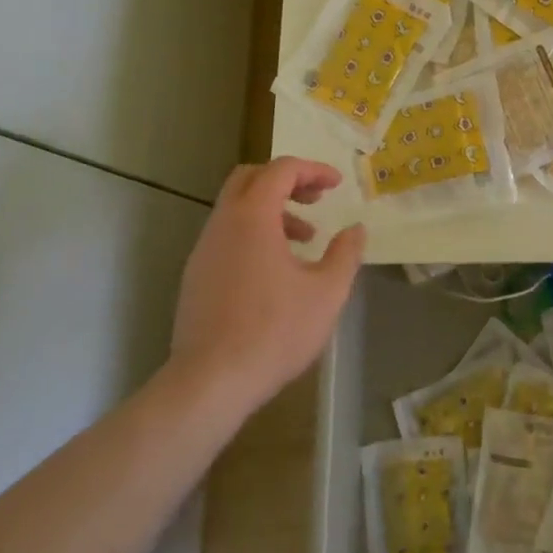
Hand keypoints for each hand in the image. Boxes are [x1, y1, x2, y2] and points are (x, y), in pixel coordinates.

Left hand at [167, 157, 365, 420]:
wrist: (209, 382)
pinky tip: (275, 270)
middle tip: (315, 199)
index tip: (337, 185)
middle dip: (286, 180)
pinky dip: (253, 234)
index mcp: (253, 216)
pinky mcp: (196, 276)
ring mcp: (204, 249)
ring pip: (237, 208)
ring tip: (304, 240)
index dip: (313, 170)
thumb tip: (356, 229)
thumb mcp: (327, 292)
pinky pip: (227, 235)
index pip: (282, 169)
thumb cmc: (274, 331)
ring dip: (271, 211)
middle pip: (251, 178)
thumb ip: (345, 254)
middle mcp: (223, 223)